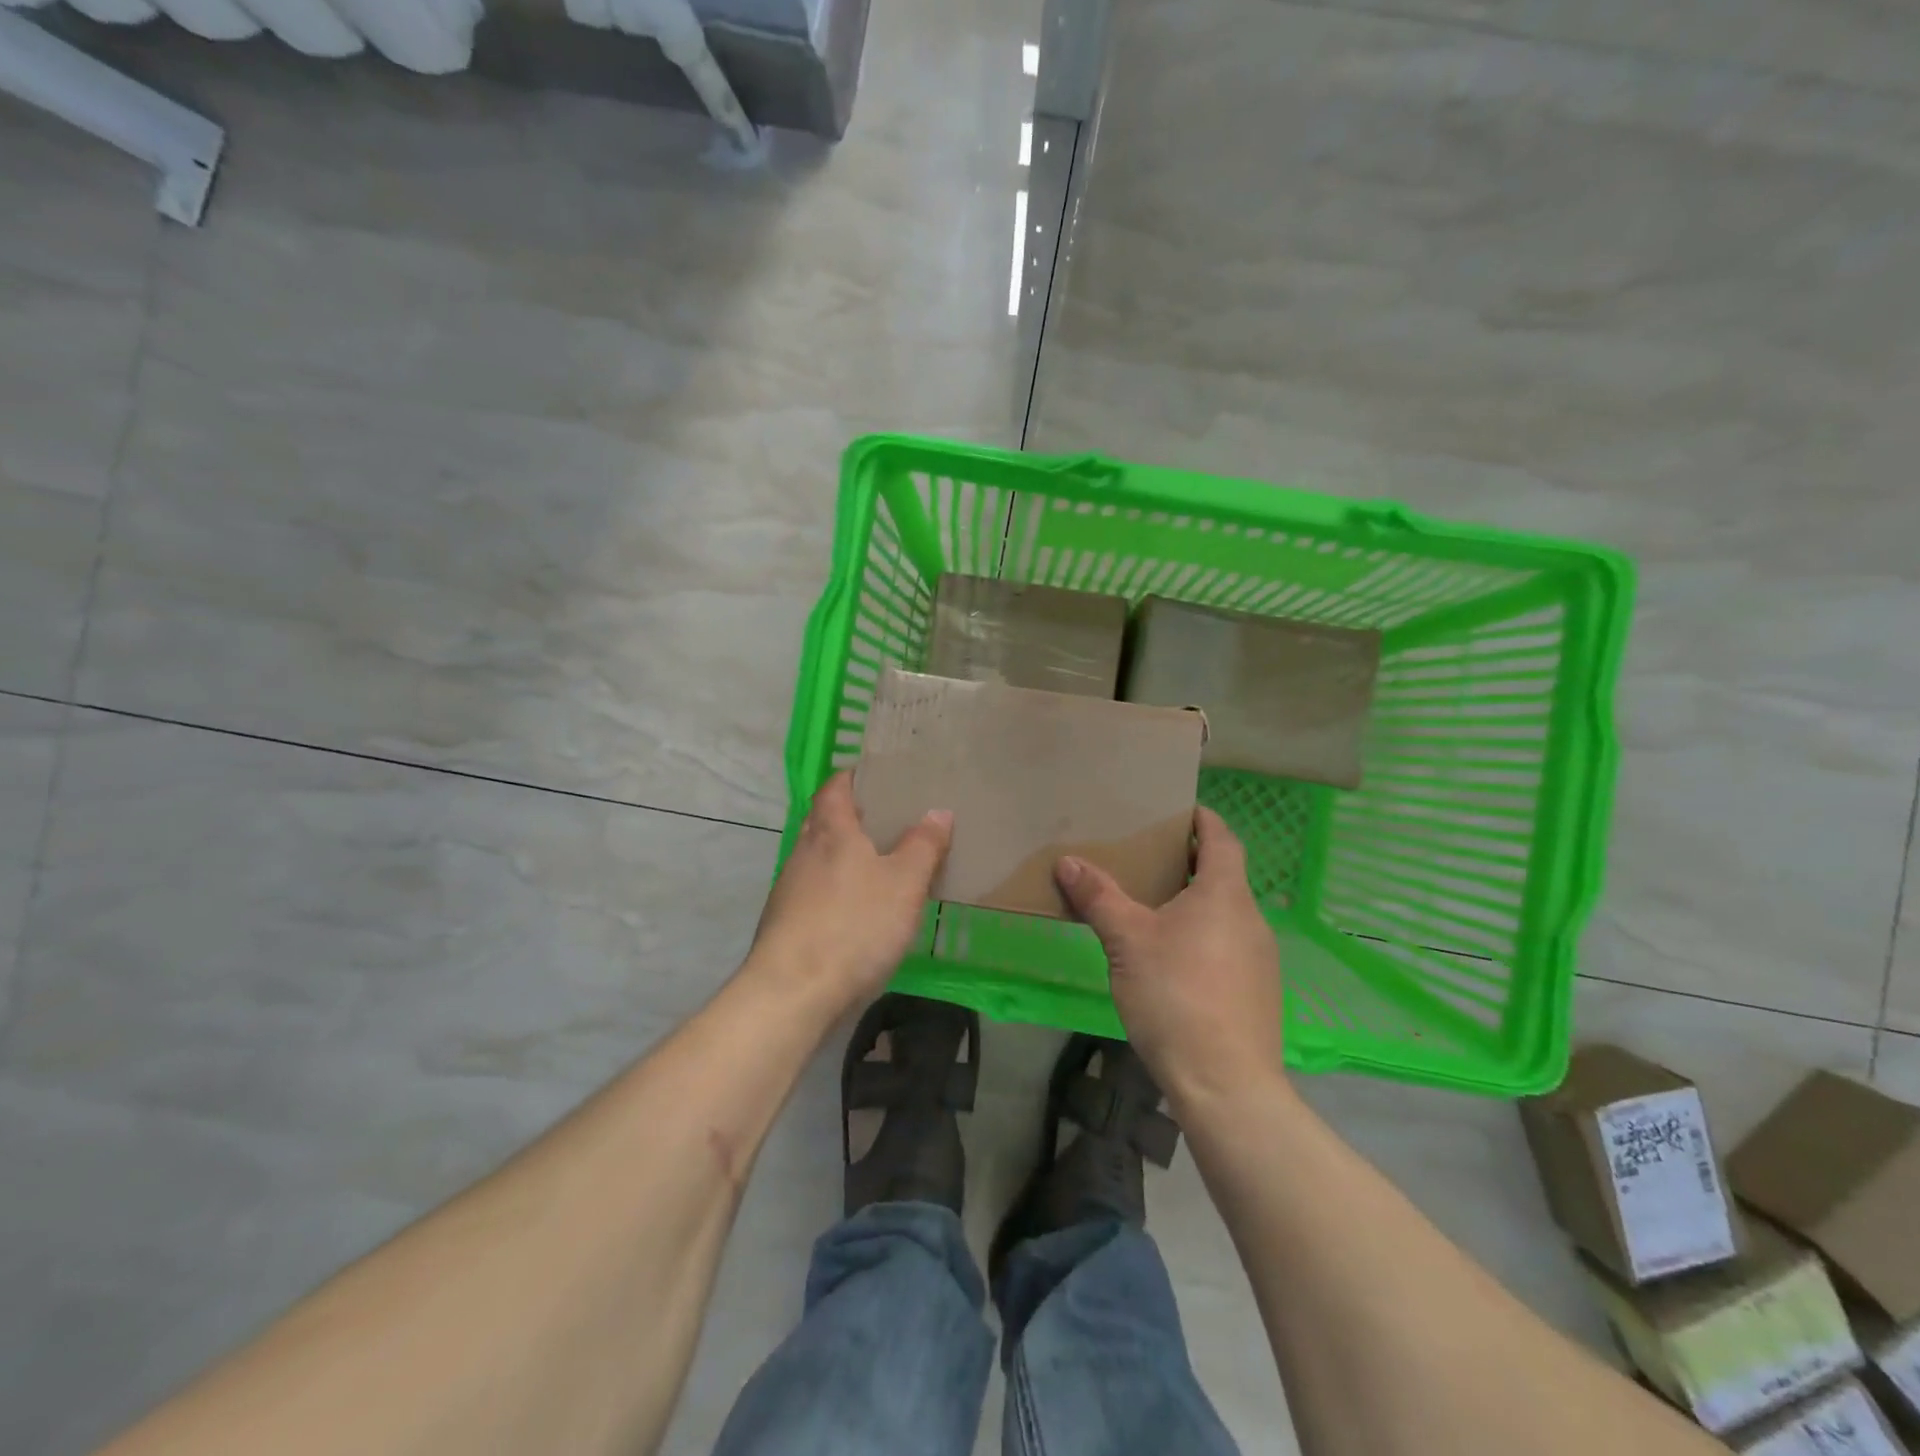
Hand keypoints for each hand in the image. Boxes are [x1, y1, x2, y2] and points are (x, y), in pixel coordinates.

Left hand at [747, 771, 951, 1017]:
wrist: (793, 993)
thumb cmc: (854, 925)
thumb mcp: (904, 884)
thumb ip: (923, 845)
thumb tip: (938, 811)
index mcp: (830, 831)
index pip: (835, 788)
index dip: (853, 777)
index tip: (877, 776)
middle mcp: (803, 852)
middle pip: (825, 821)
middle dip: (852, 817)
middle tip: (889, 820)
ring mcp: (789, 889)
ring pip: (819, 859)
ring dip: (844, 856)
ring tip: (881, 865)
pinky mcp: (786, 923)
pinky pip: (815, 892)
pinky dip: (837, 889)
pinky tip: (859, 911)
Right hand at [1055, 808, 1283, 1108]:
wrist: (1225, 1083)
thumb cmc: (1176, 994)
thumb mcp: (1127, 940)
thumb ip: (1099, 897)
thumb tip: (1068, 861)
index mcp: (1225, 895)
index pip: (1222, 839)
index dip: (1203, 820)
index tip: (1179, 810)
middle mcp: (1252, 919)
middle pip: (1224, 876)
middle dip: (1190, 863)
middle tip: (1149, 859)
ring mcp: (1261, 959)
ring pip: (1226, 914)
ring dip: (1196, 903)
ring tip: (1154, 909)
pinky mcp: (1259, 993)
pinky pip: (1230, 947)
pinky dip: (1204, 937)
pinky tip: (1174, 961)